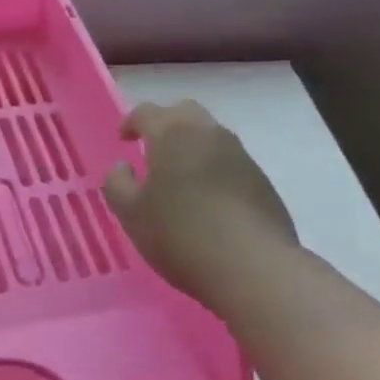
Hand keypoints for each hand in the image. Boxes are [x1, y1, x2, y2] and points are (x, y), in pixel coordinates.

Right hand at [103, 101, 297, 301]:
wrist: (254, 268)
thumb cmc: (181, 235)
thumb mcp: (131, 214)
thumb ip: (117, 183)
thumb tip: (123, 167)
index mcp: (172, 134)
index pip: (147, 112)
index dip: (131, 122)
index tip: (123, 139)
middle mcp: (208, 134)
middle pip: (184, 112)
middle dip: (165, 124)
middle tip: (152, 149)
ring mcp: (240, 155)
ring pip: (210, 135)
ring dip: (192, 146)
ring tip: (180, 176)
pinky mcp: (262, 180)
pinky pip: (230, 161)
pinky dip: (213, 168)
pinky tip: (208, 199)